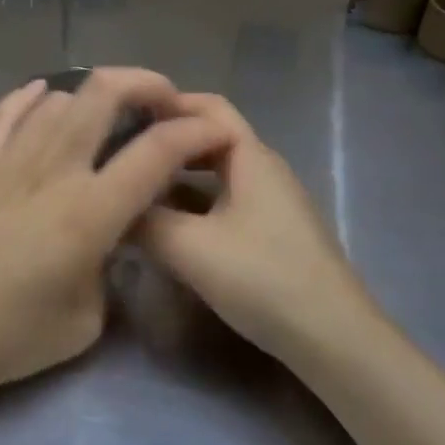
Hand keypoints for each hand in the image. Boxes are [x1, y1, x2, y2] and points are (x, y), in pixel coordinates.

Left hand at [0, 68, 234, 399]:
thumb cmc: (4, 338)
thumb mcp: (83, 322)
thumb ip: (108, 270)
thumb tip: (107, 242)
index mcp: (89, 211)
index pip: (156, 151)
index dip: (196, 131)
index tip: (217, 132)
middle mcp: (53, 169)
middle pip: (104, 92)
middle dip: (147, 84)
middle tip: (167, 103)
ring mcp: (9, 159)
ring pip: (59, 97)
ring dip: (95, 94)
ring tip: (112, 113)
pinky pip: (7, 111)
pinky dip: (33, 96)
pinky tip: (45, 95)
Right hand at [136, 94, 376, 361]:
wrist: (333, 339)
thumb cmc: (262, 278)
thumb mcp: (189, 248)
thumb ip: (143, 220)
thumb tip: (112, 204)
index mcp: (251, 157)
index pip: (207, 107)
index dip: (166, 104)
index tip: (122, 117)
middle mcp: (264, 170)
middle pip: (211, 139)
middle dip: (168, 140)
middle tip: (122, 152)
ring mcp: (272, 203)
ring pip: (217, 174)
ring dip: (177, 175)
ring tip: (136, 187)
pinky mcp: (272, 233)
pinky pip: (225, 201)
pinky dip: (193, 203)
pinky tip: (168, 227)